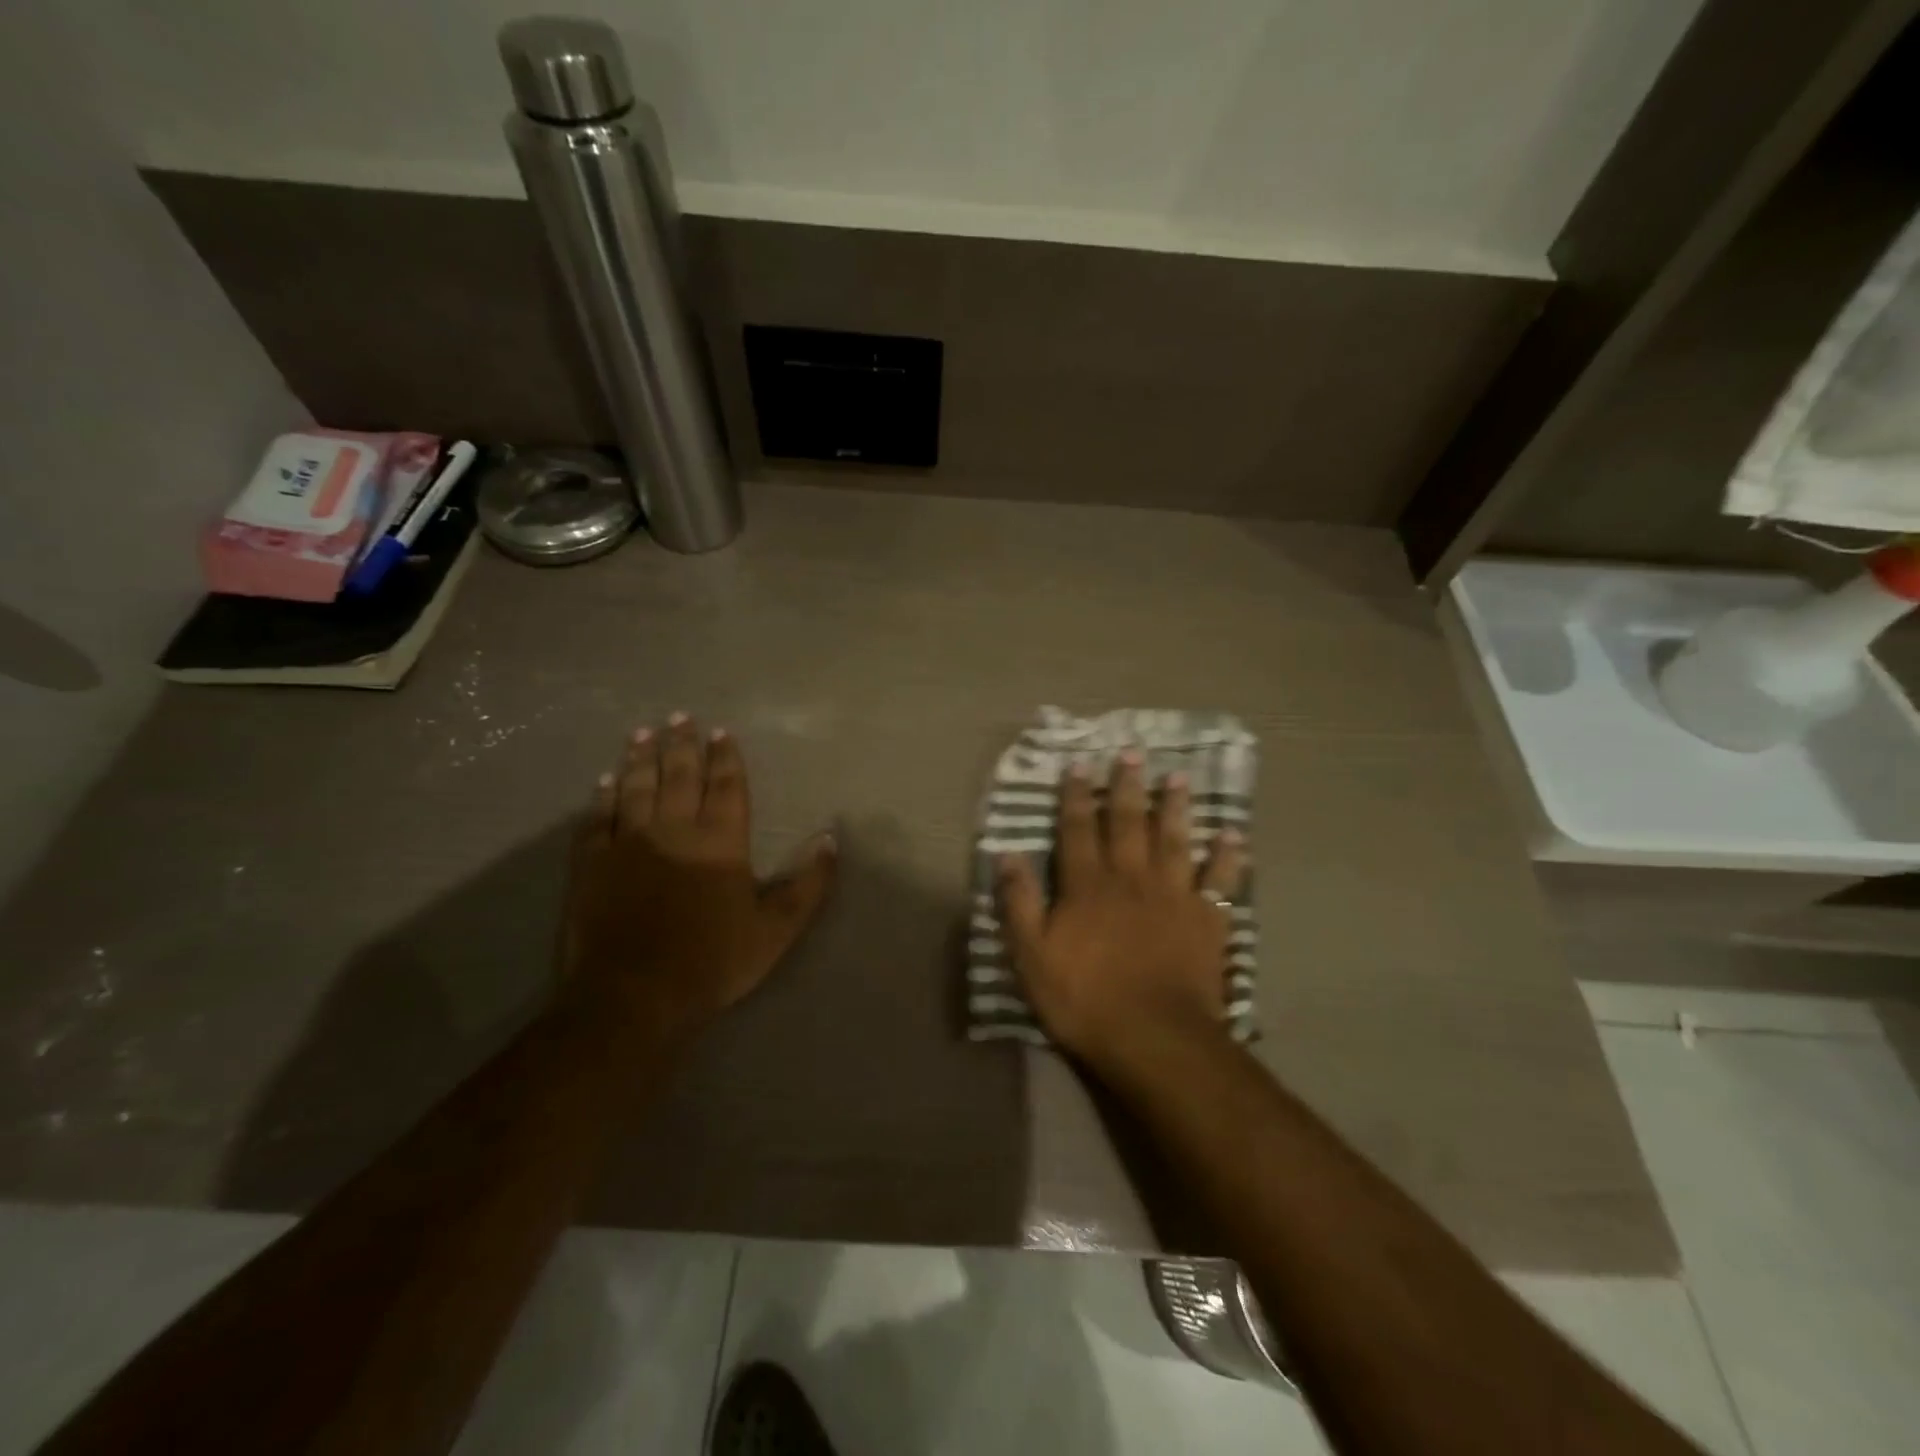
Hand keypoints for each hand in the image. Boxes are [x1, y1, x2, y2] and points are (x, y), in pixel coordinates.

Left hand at [562, 715, 837, 1038]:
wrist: (633, 997)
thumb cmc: (712, 962)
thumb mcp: (776, 930)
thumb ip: (808, 884)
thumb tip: (831, 839)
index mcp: (720, 842)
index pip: (726, 787)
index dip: (725, 758)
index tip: (721, 733)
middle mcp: (675, 830)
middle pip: (679, 776)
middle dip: (682, 745)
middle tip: (681, 716)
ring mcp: (628, 843)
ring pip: (636, 788)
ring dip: (642, 758)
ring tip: (645, 732)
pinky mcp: (592, 864)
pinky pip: (598, 819)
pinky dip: (603, 796)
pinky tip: (605, 780)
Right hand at [997, 752, 1244, 1066]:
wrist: (1155, 1038)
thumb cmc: (1085, 999)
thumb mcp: (1032, 956)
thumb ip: (1019, 903)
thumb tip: (1006, 855)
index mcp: (1088, 885)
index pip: (1078, 829)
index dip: (1077, 796)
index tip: (1079, 764)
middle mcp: (1131, 878)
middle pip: (1129, 823)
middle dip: (1128, 787)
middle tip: (1133, 753)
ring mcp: (1173, 896)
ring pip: (1174, 840)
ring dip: (1175, 808)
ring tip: (1179, 778)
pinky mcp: (1206, 920)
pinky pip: (1219, 881)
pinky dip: (1227, 857)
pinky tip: (1233, 835)